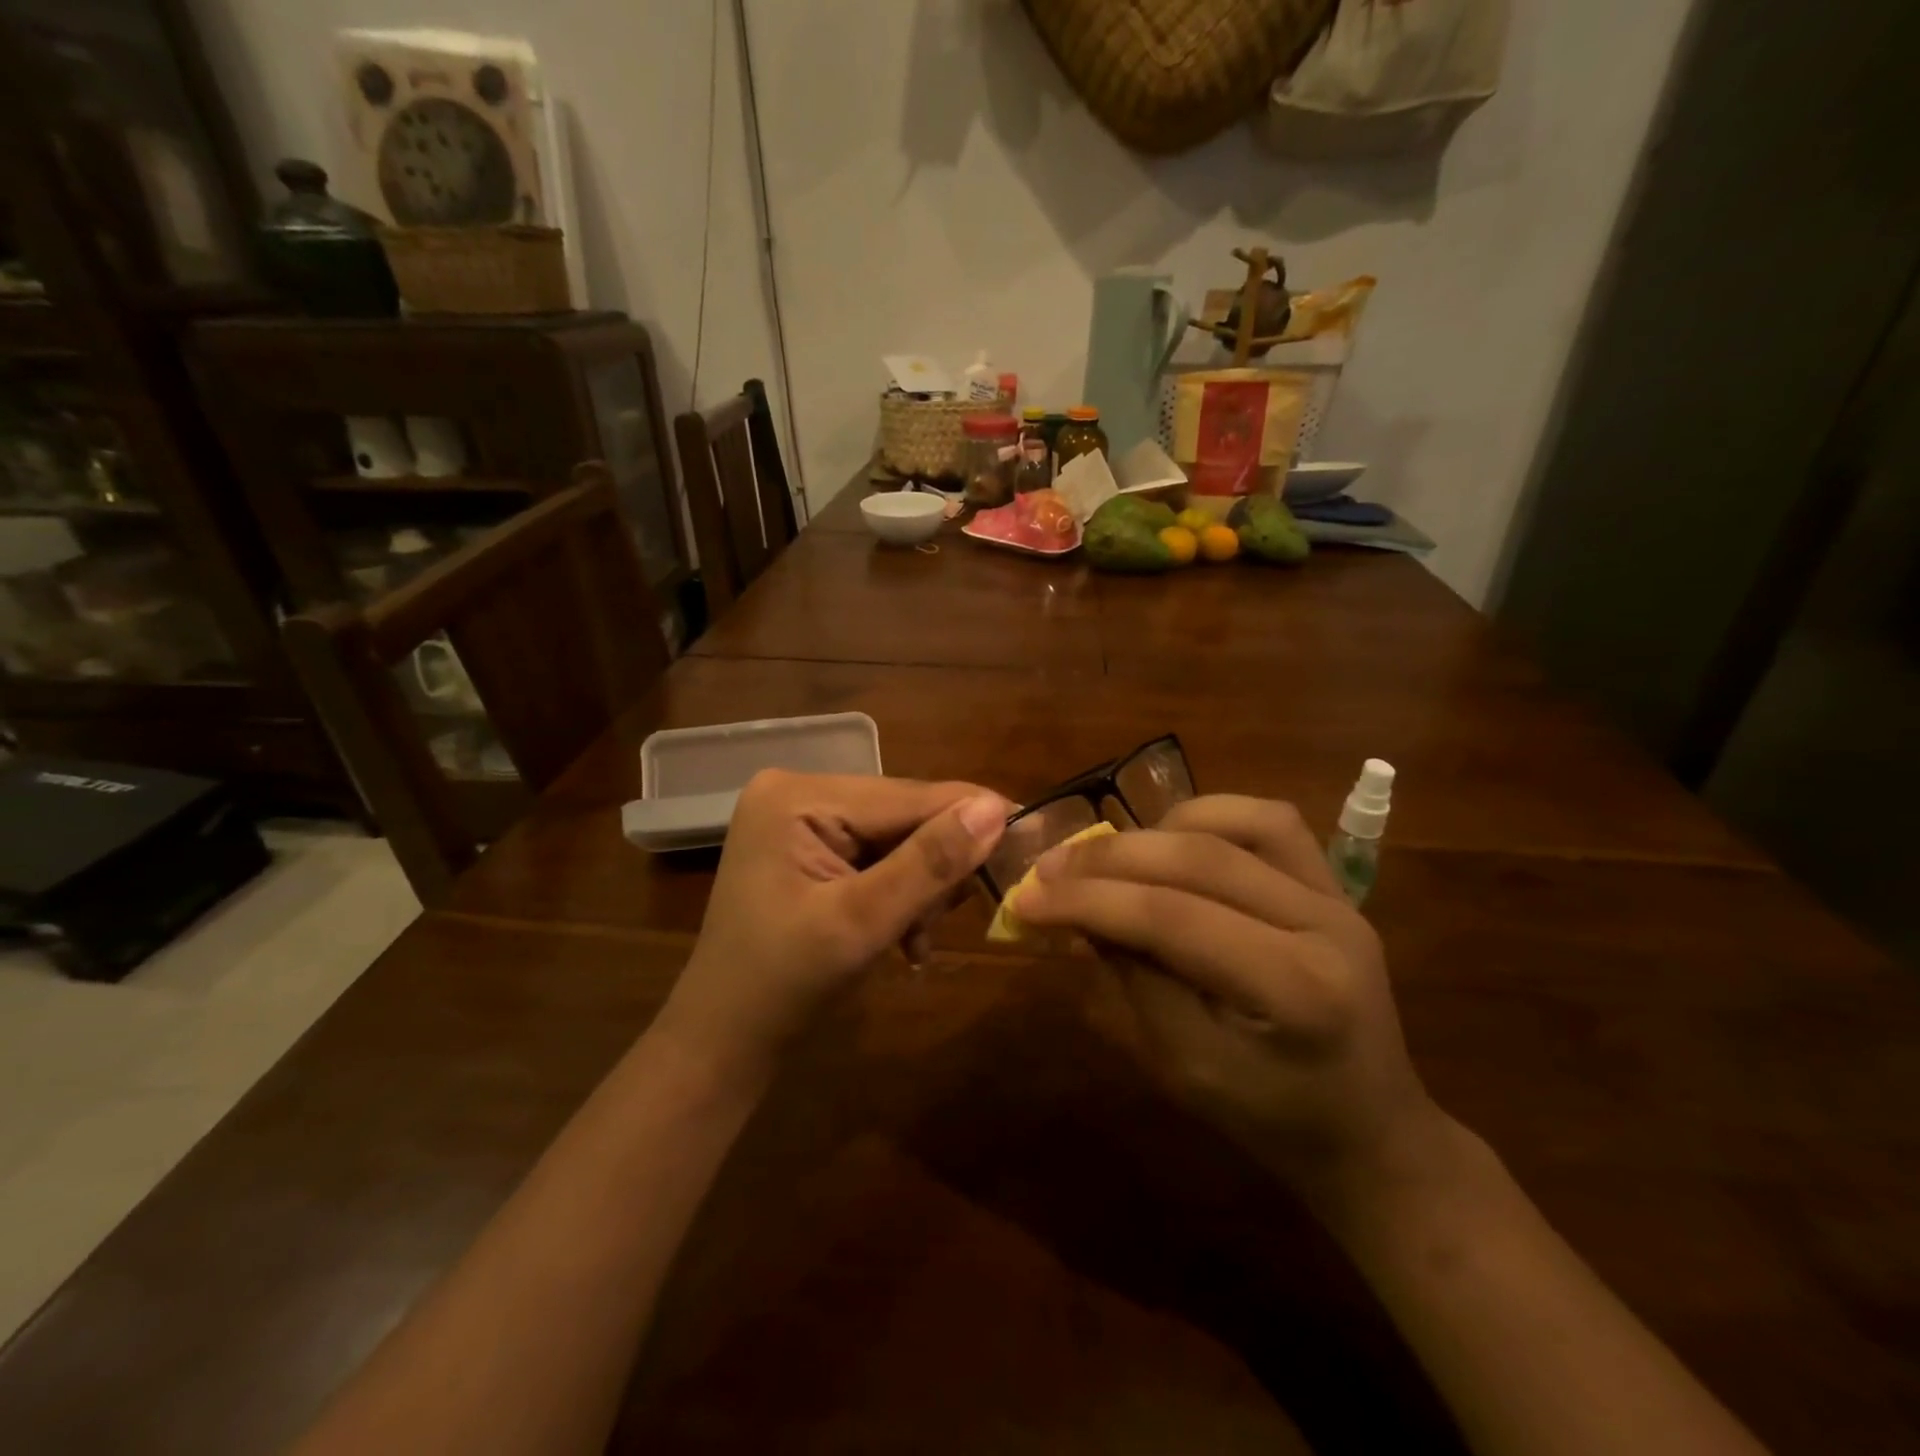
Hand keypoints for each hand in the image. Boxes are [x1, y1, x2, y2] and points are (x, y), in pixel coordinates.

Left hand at [655, 770, 1009, 1079]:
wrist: (724, 1044)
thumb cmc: (782, 986)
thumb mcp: (861, 923)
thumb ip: (928, 863)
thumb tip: (996, 808)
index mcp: (797, 796)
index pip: (906, 796)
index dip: (970, 816)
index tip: (1031, 836)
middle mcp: (799, 792)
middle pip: (903, 816)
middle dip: (934, 869)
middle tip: (949, 921)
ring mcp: (802, 820)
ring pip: (898, 839)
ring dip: (921, 889)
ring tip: (916, 940)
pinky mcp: (810, 848)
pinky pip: (878, 858)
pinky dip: (900, 895)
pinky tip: (904, 939)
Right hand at [1013, 794, 1444, 1206]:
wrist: (1369, 1130)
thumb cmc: (1269, 1119)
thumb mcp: (1183, 1066)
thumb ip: (1132, 978)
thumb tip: (1077, 911)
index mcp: (1295, 988)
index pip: (1172, 916)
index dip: (1089, 900)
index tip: (1026, 898)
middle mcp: (1327, 923)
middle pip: (1199, 858)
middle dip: (1109, 858)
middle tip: (1048, 868)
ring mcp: (1338, 895)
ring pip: (1235, 823)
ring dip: (1157, 830)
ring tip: (1109, 857)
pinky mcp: (1333, 884)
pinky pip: (1268, 821)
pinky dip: (1206, 818)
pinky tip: (1169, 839)